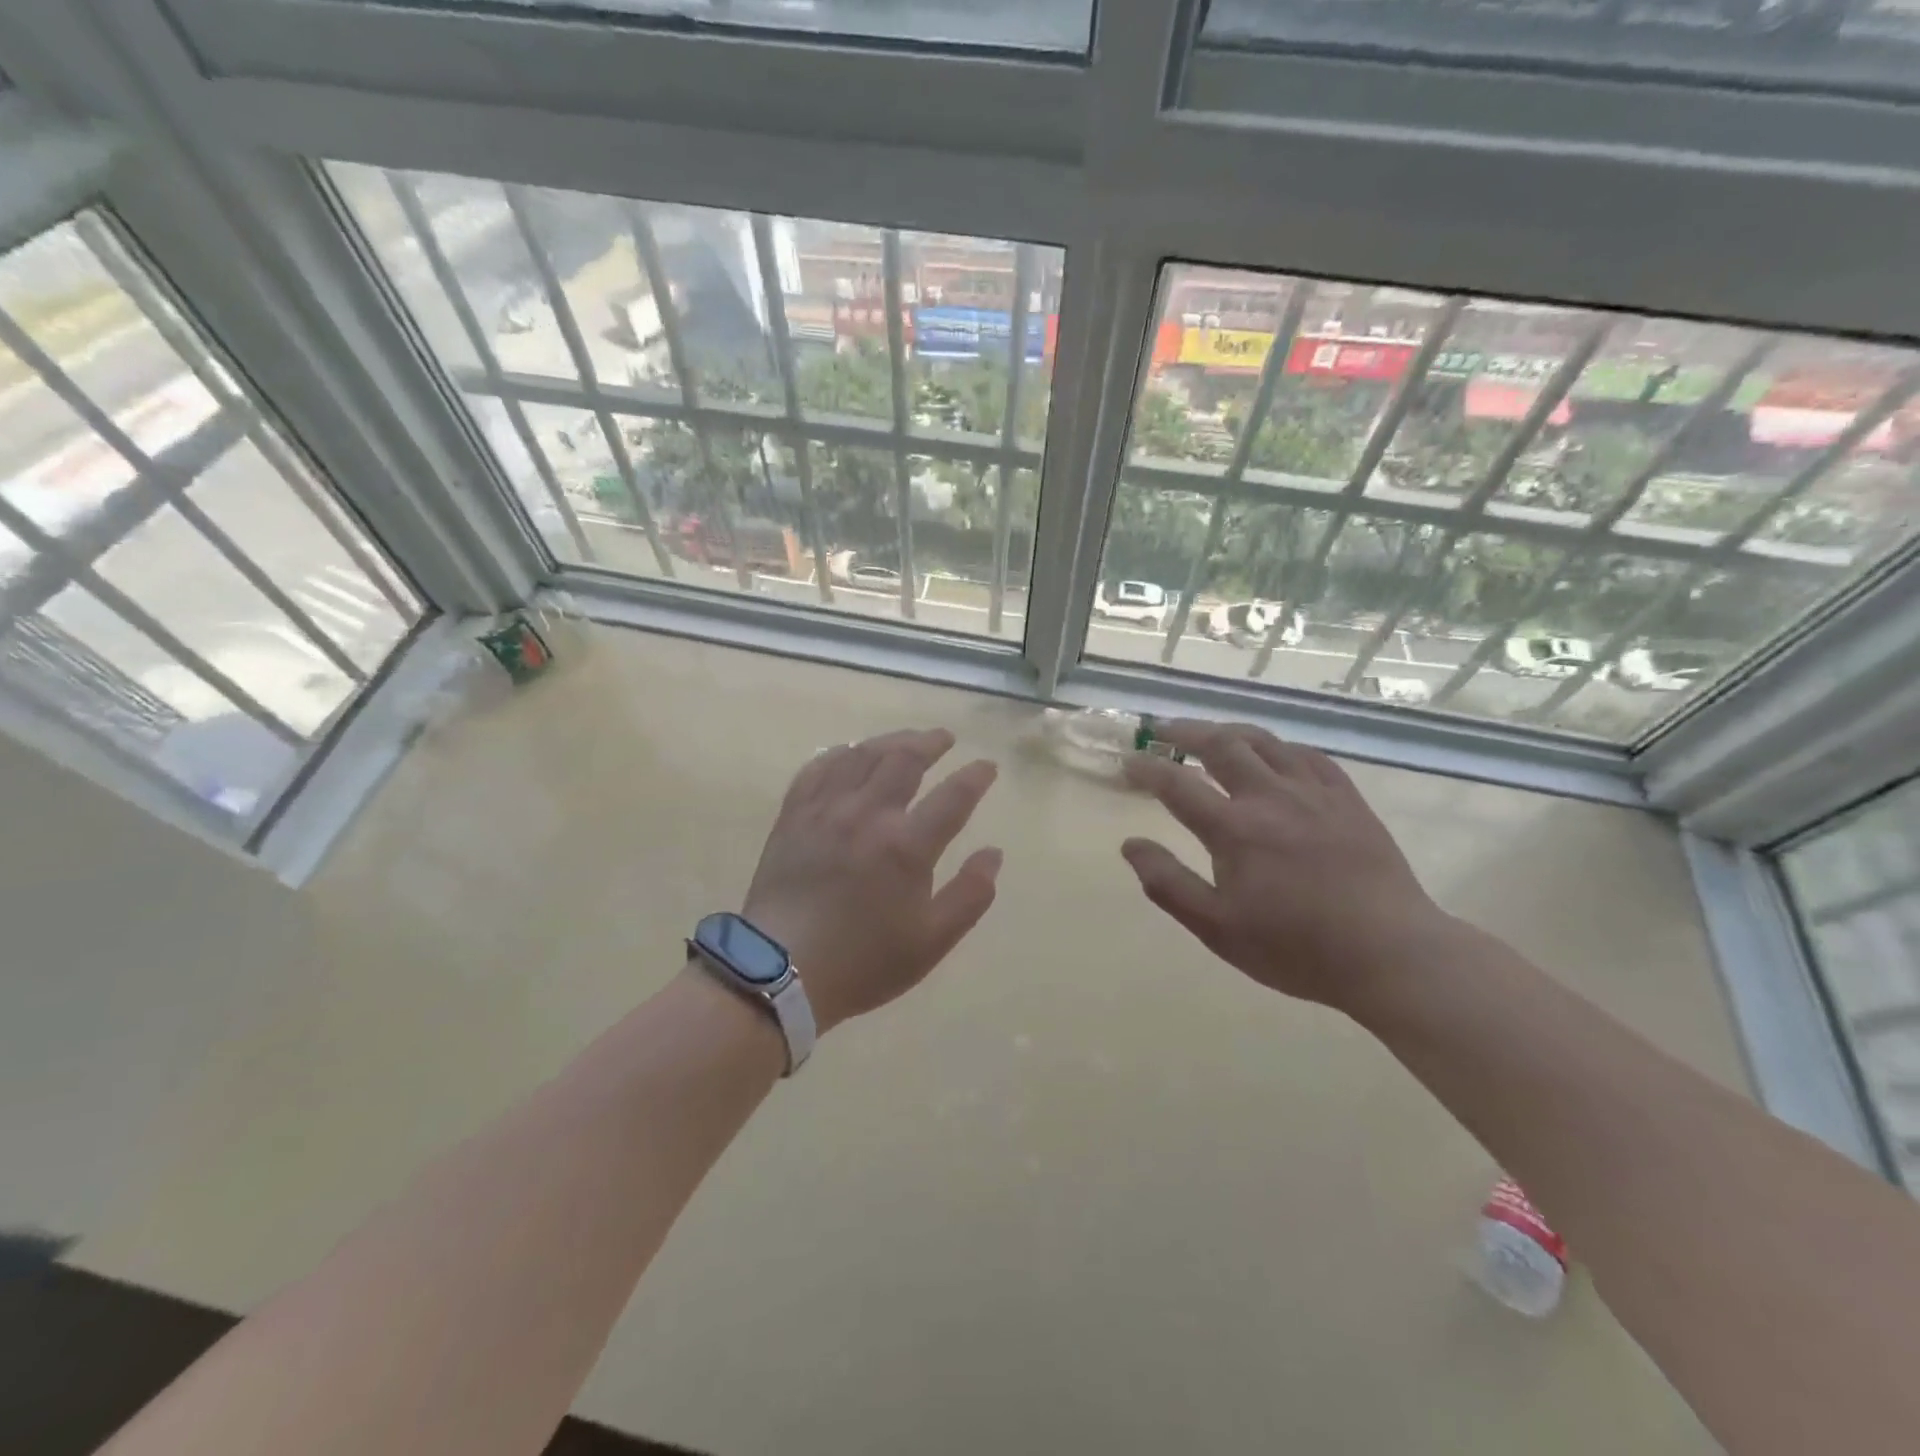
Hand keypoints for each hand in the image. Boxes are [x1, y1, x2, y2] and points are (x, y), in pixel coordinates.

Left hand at [742, 727, 1002, 1033]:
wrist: (781, 972)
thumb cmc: (864, 961)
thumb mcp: (932, 941)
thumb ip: (971, 895)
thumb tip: (994, 853)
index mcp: (907, 846)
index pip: (953, 796)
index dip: (976, 777)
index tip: (987, 766)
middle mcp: (868, 814)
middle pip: (905, 760)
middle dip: (931, 743)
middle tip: (945, 738)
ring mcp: (826, 810)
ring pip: (862, 756)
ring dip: (890, 741)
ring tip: (906, 740)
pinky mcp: (794, 815)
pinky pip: (818, 768)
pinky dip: (840, 754)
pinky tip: (849, 753)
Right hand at [1121, 720, 1447, 1011]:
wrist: (1390, 953)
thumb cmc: (1295, 948)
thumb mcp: (1218, 929)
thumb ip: (1168, 884)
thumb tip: (1130, 845)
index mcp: (1234, 829)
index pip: (1177, 784)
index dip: (1146, 768)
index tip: (1128, 761)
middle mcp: (1270, 797)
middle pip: (1220, 744)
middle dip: (1184, 731)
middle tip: (1162, 730)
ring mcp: (1313, 792)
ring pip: (1263, 741)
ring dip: (1228, 731)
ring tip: (1209, 733)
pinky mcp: (1346, 798)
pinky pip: (1306, 755)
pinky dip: (1278, 746)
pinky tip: (1272, 754)